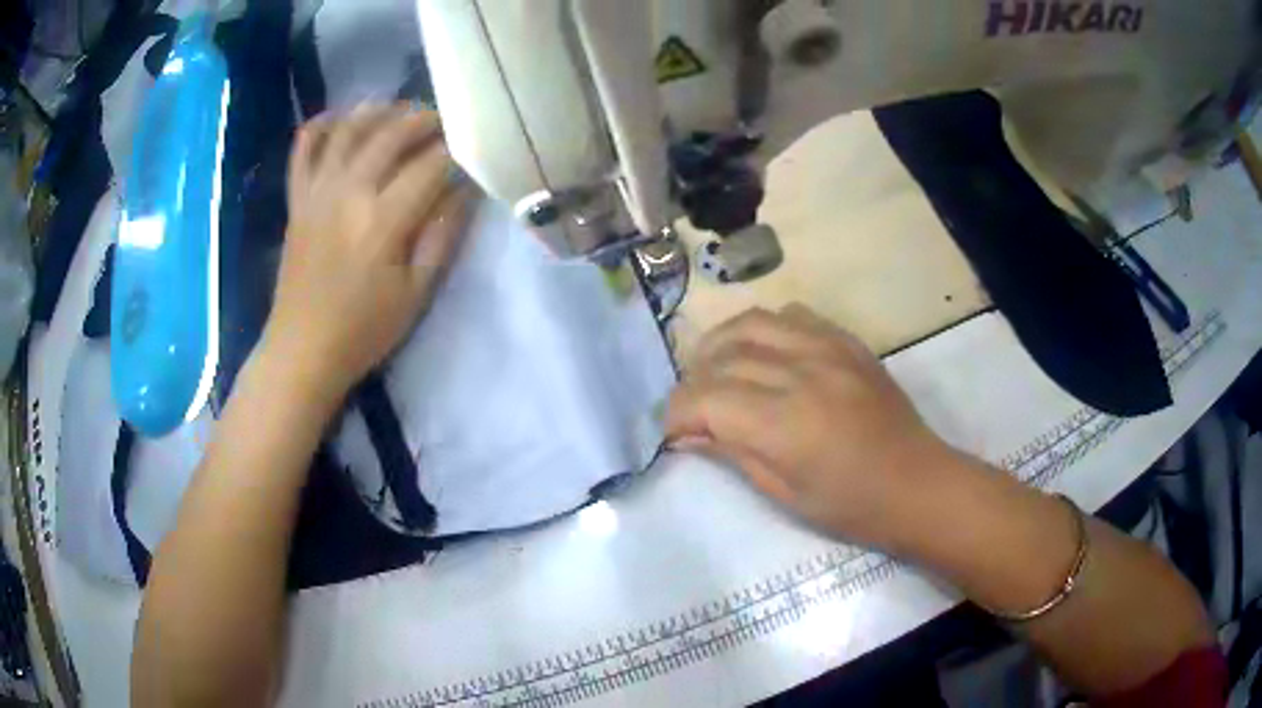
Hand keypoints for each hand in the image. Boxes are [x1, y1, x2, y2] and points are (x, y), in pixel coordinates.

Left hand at [264, 105, 475, 393]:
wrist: (302, 350)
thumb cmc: (364, 330)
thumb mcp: (416, 293)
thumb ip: (442, 236)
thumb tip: (464, 191)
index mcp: (382, 221)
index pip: (430, 165)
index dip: (457, 150)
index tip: (473, 146)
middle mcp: (348, 193)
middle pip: (390, 135)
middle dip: (424, 119)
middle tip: (444, 120)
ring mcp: (317, 192)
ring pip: (348, 130)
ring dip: (378, 111)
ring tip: (399, 110)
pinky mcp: (297, 200)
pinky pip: (304, 150)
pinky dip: (321, 126)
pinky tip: (339, 117)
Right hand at [666, 304, 959, 548]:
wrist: (916, 483)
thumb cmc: (850, 505)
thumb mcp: (783, 493)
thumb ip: (731, 453)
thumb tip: (685, 434)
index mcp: (784, 422)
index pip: (705, 397)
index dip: (677, 413)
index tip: (672, 432)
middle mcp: (800, 372)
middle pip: (722, 357)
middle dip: (693, 382)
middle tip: (692, 408)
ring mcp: (826, 348)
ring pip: (751, 323)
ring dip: (720, 345)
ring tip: (715, 370)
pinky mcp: (845, 341)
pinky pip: (791, 315)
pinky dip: (763, 329)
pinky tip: (763, 353)